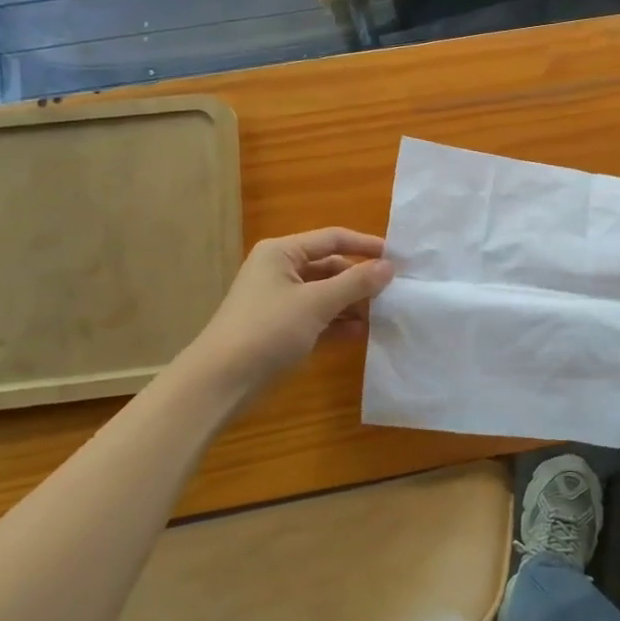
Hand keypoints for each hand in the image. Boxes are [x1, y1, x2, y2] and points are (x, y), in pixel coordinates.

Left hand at [192, 228, 393, 394]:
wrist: (221, 381)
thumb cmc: (267, 330)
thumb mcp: (316, 303)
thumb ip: (356, 283)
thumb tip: (390, 266)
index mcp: (282, 253)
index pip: (333, 239)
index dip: (365, 246)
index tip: (398, 258)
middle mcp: (281, 271)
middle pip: (331, 267)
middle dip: (360, 280)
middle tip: (395, 292)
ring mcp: (281, 301)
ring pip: (327, 294)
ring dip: (353, 303)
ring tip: (384, 314)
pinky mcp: (283, 328)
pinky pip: (319, 317)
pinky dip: (339, 322)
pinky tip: (363, 333)